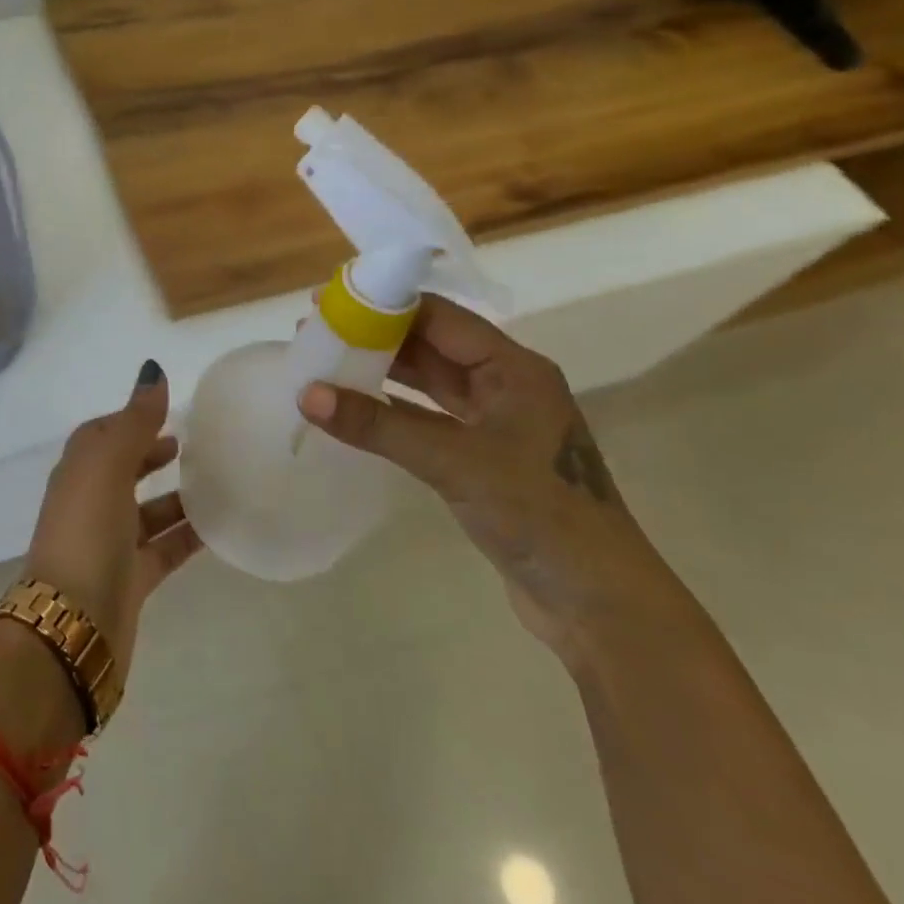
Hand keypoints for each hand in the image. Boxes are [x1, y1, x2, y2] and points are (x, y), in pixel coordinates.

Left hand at [23, 361, 201, 686]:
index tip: (165, 412)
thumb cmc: (87, 532)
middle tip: (191, 445)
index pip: (100, 434)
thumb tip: (152, 371)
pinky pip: (163, 548)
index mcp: (78, 471)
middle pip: (122, 470)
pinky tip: (219, 528)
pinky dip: (186, 536)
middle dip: (151, 454)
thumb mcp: (108, 466)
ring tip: (217, 481)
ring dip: (175, 496)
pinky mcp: (130, 579)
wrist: (72, 624)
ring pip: (147, 511)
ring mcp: (109, 543)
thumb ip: (134, 421)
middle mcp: (90, 503)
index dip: (129, 420)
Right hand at [298, 295, 683, 661]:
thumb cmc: (538, 514)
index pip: (440, 318)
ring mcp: (494, 422)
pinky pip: (426, 417)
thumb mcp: (453, 462)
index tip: (329, 301)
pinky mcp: (482, 456)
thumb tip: (306, 394)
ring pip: (427, 382)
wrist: (597, 602)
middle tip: (316, 333)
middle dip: (374, 337)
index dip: (383, 305)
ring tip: (324, 364)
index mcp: (514, 369)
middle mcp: (505, 385)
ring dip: (380, 372)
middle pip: (430, 345)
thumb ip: (379, 426)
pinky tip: (354, 407)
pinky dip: (390, 410)